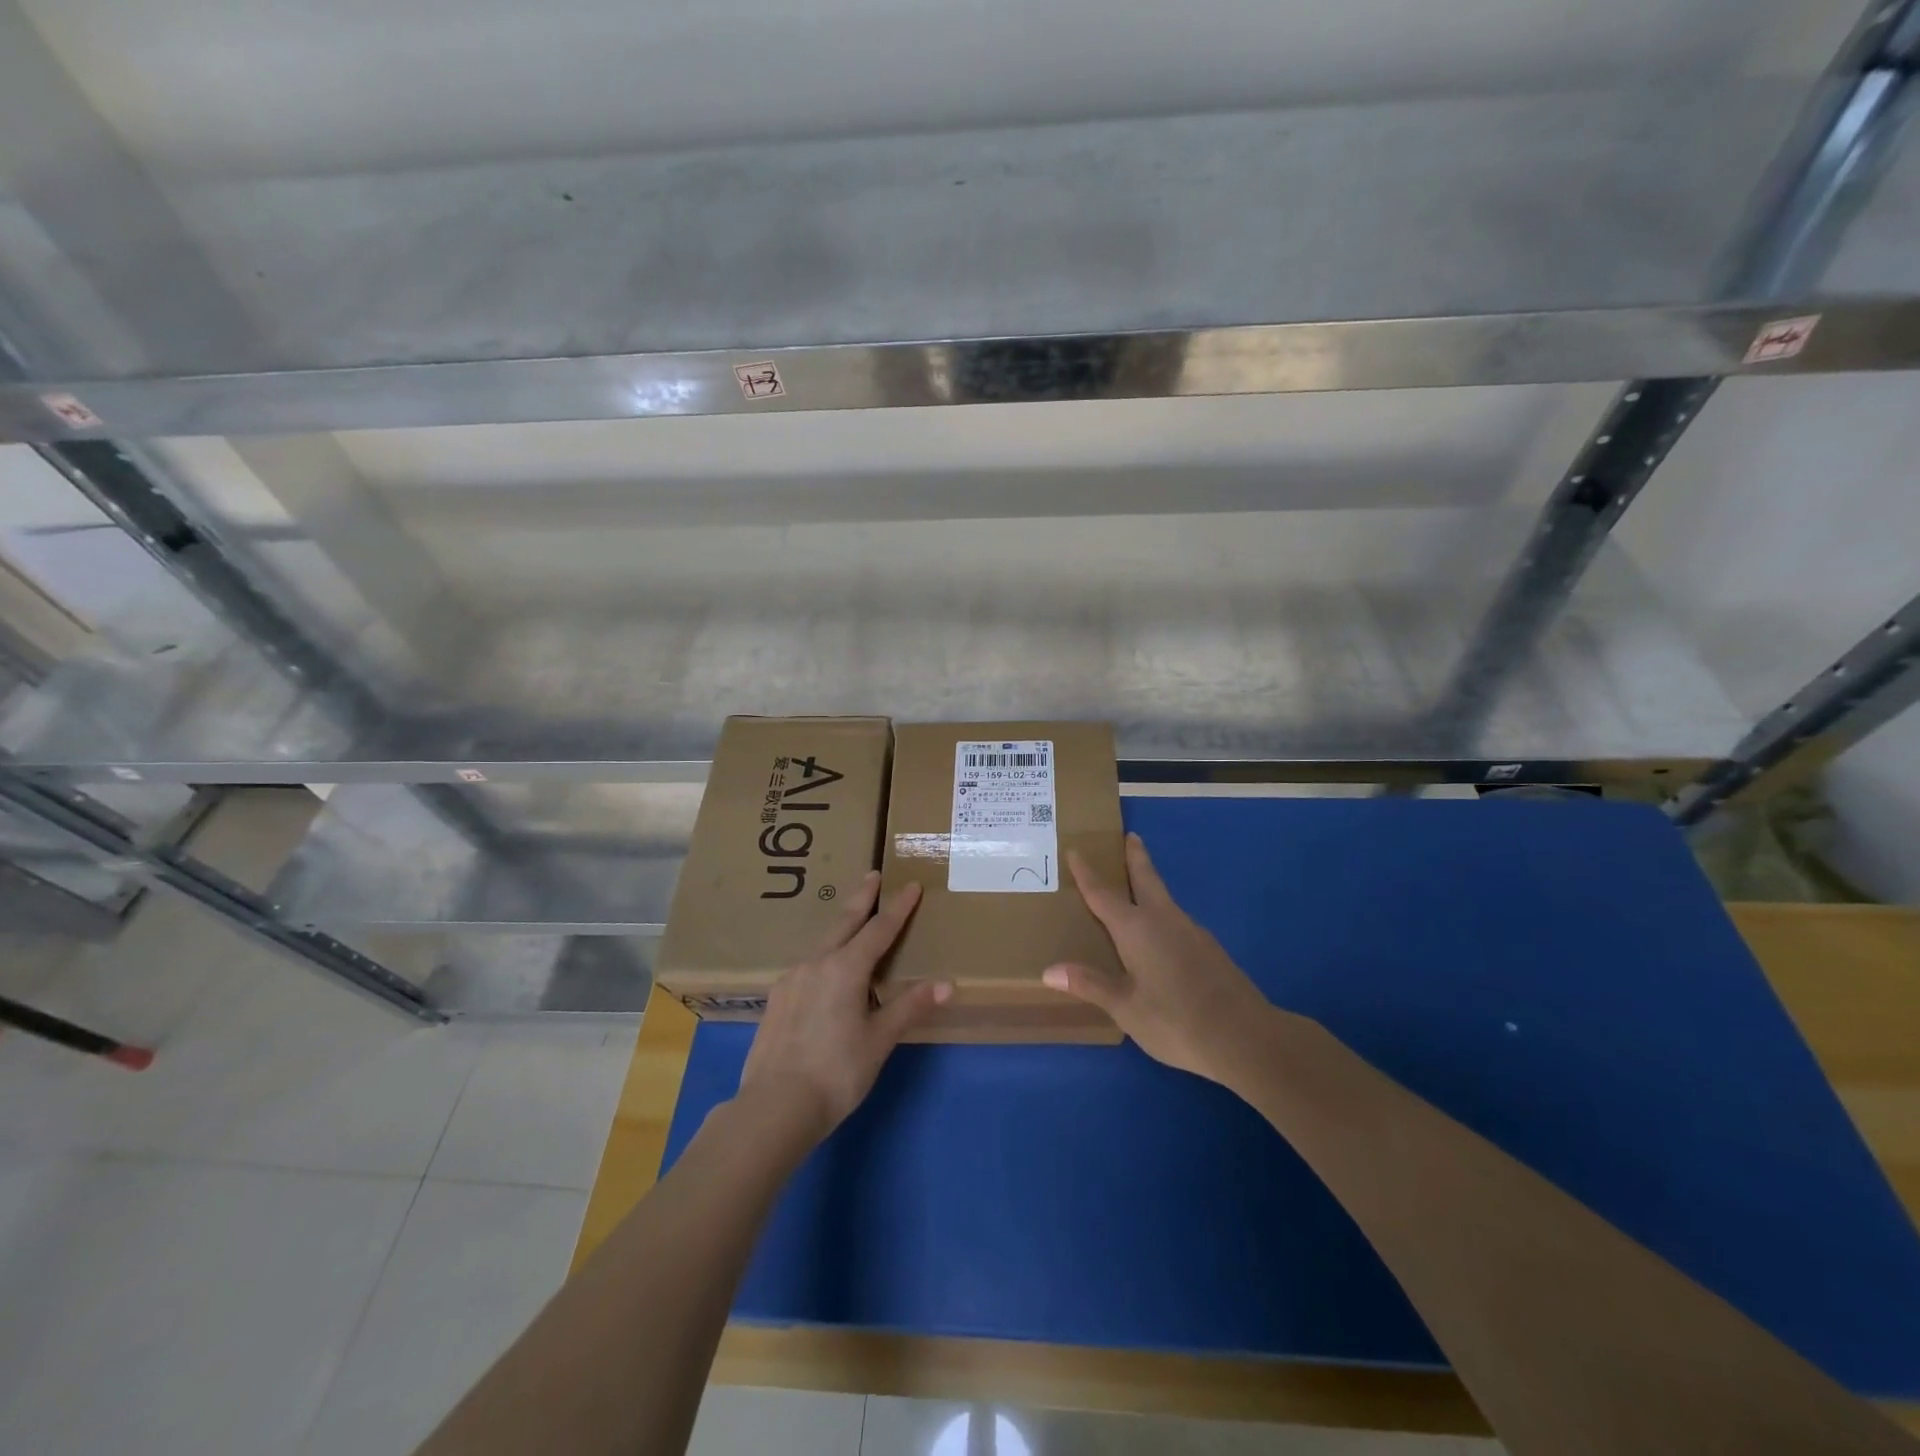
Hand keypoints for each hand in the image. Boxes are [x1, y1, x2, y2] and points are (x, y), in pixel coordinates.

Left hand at [737, 873, 949, 1144]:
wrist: (774, 1106)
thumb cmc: (836, 1072)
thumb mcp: (879, 1040)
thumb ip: (909, 1007)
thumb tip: (947, 984)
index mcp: (846, 968)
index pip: (879, 929)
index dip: (898, 908)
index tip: (911, 886)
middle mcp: (817, 963)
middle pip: (844, 922)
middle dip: (861, 898)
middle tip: (872, 874)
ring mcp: (792, 979)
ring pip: (822, 943)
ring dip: (841, 927)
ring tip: (852, 924)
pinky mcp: (777, 998)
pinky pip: (807, 966)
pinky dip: (823, 956)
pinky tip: (824, 972)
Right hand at [1043, 832, 1278, 1083]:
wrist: (1246, 1038)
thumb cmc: (1175, 1020)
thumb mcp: (1126, 1007)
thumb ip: (1090, 984)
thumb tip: (1049, 971)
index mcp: (1137, 928)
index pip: (1103, 894)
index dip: (1087, 873)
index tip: (1075, 850)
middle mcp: (1164, 920)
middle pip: (1147, 879)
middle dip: (1136, 858)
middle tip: (1130, 837)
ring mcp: (1192, 933)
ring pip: (1165, 900)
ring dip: (1150, 886)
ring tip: (1137, 888)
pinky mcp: (1210, 950)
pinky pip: (1177, 922)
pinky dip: (1163, 915)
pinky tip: (1161, 936)